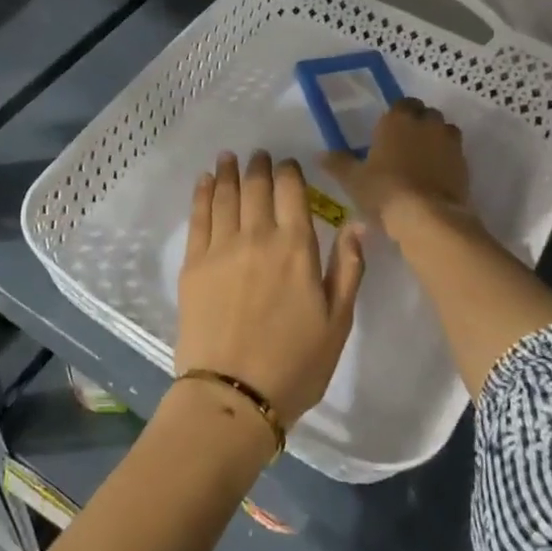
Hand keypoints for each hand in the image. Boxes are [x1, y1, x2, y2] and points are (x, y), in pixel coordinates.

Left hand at [175, 151, 365, 427]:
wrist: (234, 394)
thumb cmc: (296, 364)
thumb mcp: (338, 321)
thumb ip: (349, 268)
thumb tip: (358, 223)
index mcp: (296, 248)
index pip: (292, 192)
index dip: (289, 172)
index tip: (287, 164)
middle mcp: (257, 236)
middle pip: (256, 187)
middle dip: (258, 167)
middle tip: (258, 155)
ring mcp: (221, 247)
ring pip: (224, 195)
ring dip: (227, 172)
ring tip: (228, 157)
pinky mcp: (193, 263)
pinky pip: (198, 217)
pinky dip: (202, 193)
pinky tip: (204, 181)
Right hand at [322, 98, 471, 233]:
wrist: (427, 217)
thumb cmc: (384, 190)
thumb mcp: (353, 179)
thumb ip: (338, 163)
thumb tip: (320, 155)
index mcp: (398, 118)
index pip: (401, 103)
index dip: (396, 116)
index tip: (387, 132)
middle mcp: (426, 123)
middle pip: (426, 114)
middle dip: (418, 124)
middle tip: (403, 146)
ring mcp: (450, 142)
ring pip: (444, 132)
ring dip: (435, 140)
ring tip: (421, 161)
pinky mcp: (465, 164)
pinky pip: (454, 154)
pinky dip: (446, 161)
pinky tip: (434, 178)